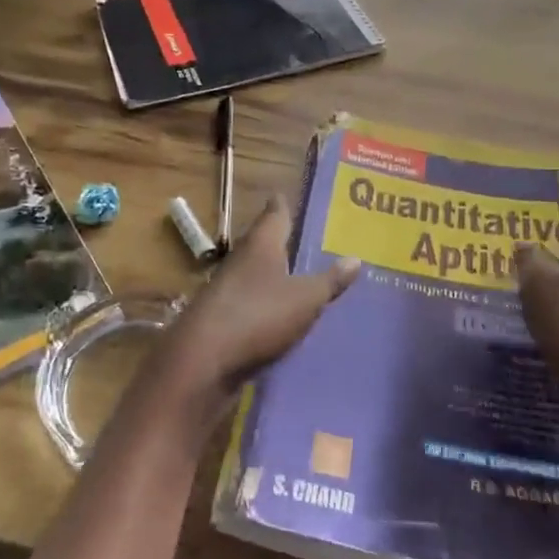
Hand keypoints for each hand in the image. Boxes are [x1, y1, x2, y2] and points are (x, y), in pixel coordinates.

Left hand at [160, 196, 359, 408]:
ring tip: (300, 276)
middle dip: (282, 241)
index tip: (289, 196)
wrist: (203, 362)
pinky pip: (250, 303)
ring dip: (273, 274)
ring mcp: (226, 290)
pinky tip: (281, 315)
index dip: (283, 205)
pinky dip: (265, 304)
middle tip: (307, 239)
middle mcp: (241, 259)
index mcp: (261, 244)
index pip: (275, 213)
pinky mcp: (221, 319)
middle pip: (263, 242)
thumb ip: (330, 281)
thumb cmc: (258, 316)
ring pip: (255, 273)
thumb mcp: (305, 299)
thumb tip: (355, 258)